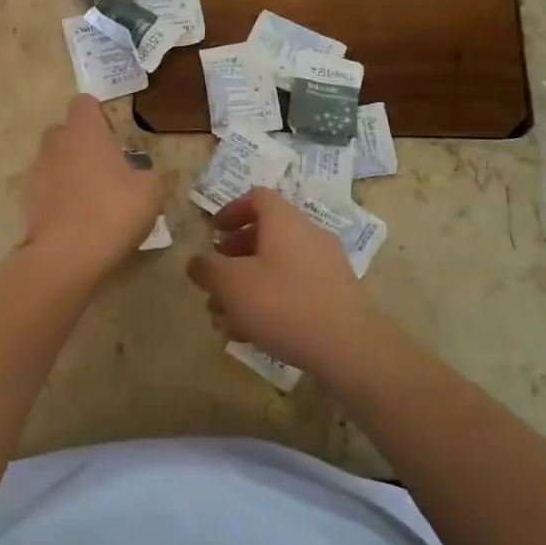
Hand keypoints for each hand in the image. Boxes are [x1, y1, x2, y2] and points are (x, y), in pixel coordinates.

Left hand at [23, 95, 163, 274]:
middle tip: (105, 168)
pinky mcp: (27, 201)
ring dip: (69, 171)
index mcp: (85, 132)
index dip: (99, 116)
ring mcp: (37, 172)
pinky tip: (77, 219)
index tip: (114, 138)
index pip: (84, 103)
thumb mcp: (150, 191)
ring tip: (92, 198)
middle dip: (81, 143)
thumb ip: (147, 174)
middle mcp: (56, 144)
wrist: (67, 255)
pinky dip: (58, 197)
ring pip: (53, 160)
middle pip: (64, 130)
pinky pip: (46, 189)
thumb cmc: (113, 211)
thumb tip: (140, 174)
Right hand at [187, 188, 382, 379]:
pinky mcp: (336, 294)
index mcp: (284, 221)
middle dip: (235, 255)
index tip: (213, 233)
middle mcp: (309, 234)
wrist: (348, 346)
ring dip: (250, 283)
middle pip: (266, 233)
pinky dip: (271, 300)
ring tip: (228, 315)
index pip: (257, 198)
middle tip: (216, 279)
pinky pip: (296, 287)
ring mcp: (327, 264)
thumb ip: (207, 268)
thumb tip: (197, 261)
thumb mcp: (231, 284)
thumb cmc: (283, 304)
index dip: (231, 210)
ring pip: (279, 264)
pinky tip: (254, 333)